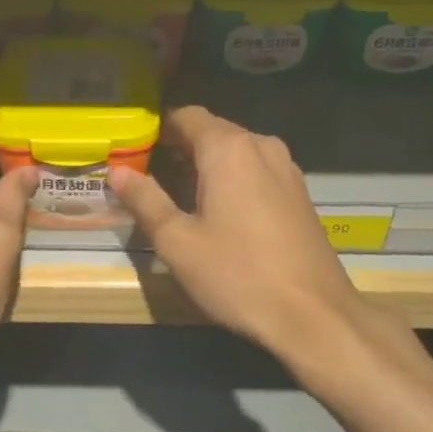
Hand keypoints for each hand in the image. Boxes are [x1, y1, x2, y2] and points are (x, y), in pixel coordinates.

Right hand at [110, 106, 373, 366]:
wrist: (315, 315)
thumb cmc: (238, 274)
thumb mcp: (178, 242)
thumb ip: (145, 200)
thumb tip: (117, 171)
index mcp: (228, 148)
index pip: (186, 116)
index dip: (156, 130)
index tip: (133, 151)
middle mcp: (261, 146)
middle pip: (212, 131)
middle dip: (179, 148)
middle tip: (148, 177)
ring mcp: (287, 168)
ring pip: (236, 151)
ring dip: (207, 164)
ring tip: (180, 196)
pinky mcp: (300, 193)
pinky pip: (257, 170)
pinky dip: (233, 178)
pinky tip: (220, 212)